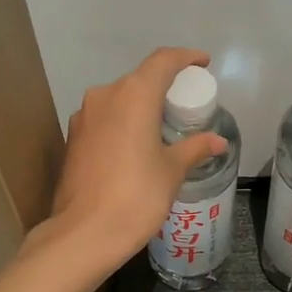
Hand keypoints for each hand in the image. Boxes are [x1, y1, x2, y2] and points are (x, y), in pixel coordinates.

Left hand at [45, 48, 228, 272]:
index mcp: (134, 95)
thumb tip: (217, 141)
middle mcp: (105, 96)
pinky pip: (105, 118)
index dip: (186, 57)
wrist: (83, 234)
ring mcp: (84, 116)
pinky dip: (124, 121)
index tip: (203, 63)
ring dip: (142, 105)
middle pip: (140, 78)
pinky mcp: (73, 138)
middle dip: (164, 85)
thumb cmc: (136, 196)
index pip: (163, 60)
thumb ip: (194, 148)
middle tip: (186, 103)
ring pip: (119, 98)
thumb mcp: (172, 171)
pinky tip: (136, 144)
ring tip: (163, 125)